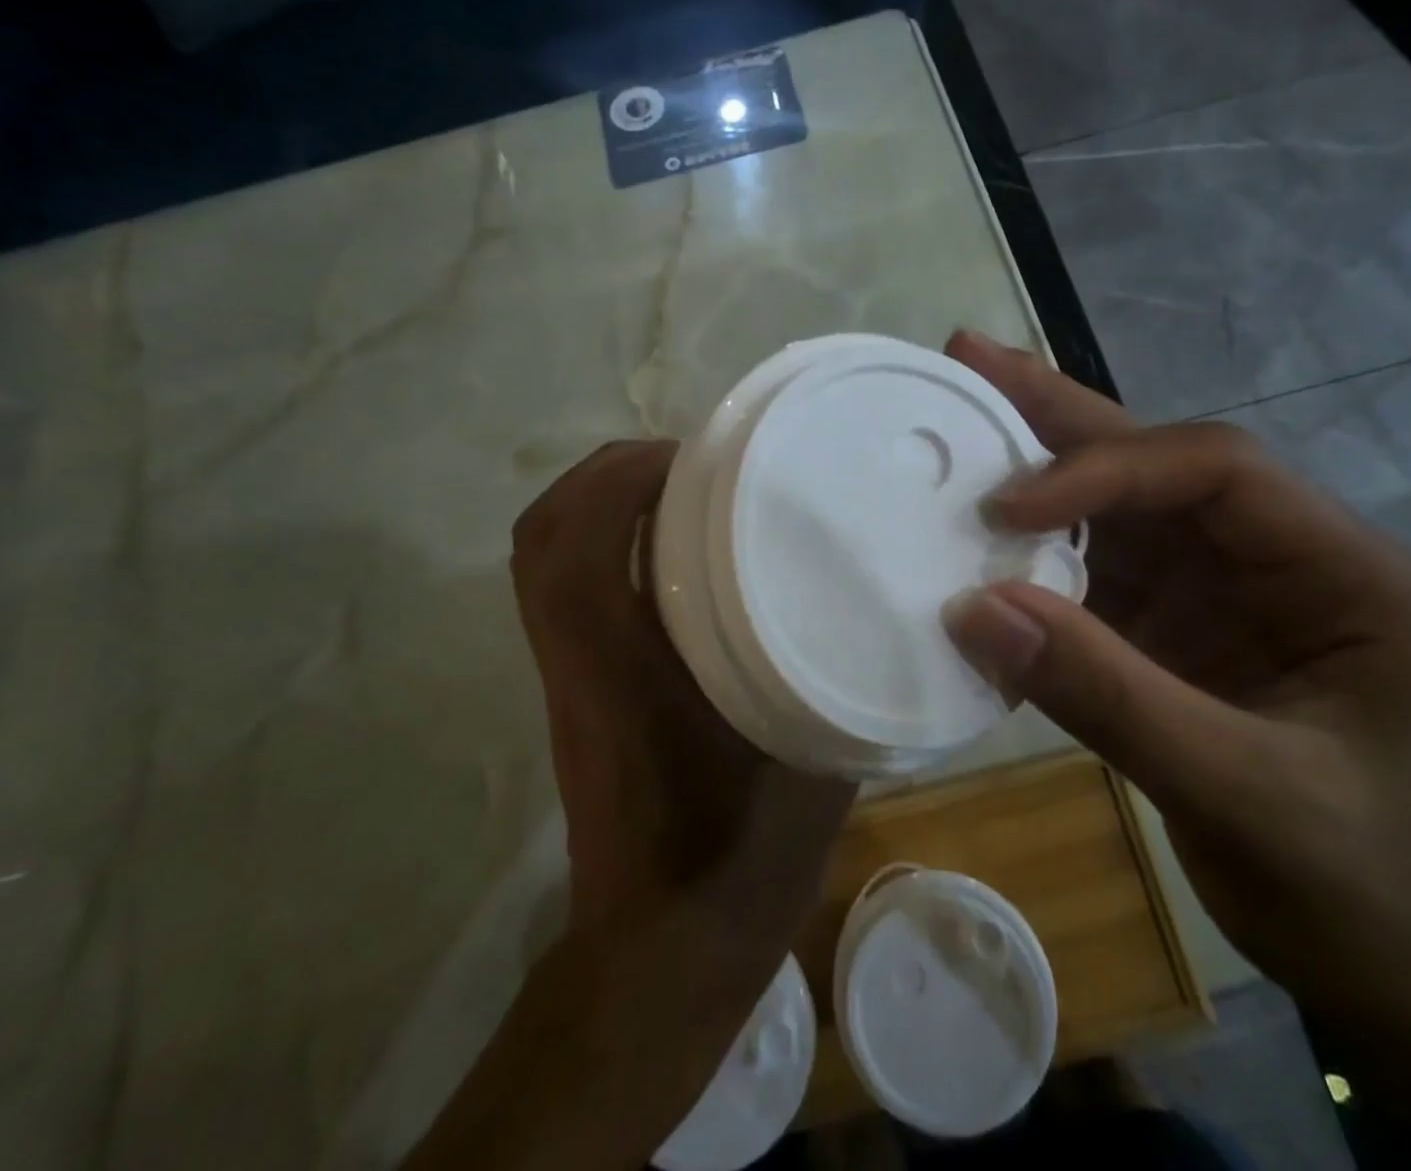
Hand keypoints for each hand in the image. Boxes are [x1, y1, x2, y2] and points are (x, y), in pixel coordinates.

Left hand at [511, 441, 855, 941]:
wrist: (663, 953)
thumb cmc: (739, 859)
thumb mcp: (811, 755)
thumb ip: (836, 667)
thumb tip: (868, 590)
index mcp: (621, 674)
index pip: (575, 552)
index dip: (620, 483)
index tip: (695, 458)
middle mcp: (577, 661)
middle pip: (542, 538)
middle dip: (605, 475)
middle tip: (687, 462)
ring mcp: (567, 674)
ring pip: (543, 558)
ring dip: (599, 502)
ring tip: (677, 486)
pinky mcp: (577, 686)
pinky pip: (565, 585)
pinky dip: (603, 541)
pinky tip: (671, 546)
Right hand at [940, 331, 1410, 1034]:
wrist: (1404, 979)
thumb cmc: (1360, 890)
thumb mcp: (1239, 794)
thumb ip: (1105, 695)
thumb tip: (971, 609)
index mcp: (1347, 572)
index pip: (1215, 472)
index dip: (1103, 471)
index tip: (1005, 511)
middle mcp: (1286, 556)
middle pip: (1162, 461)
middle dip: (1063, 412)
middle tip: (971, 357)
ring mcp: (1229, 589)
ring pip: (1123, 504)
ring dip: (1041, 466)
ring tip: (966, 414)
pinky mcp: (1182, 625)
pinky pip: (1099, 566)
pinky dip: (1038, 551)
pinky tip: (984, 527)